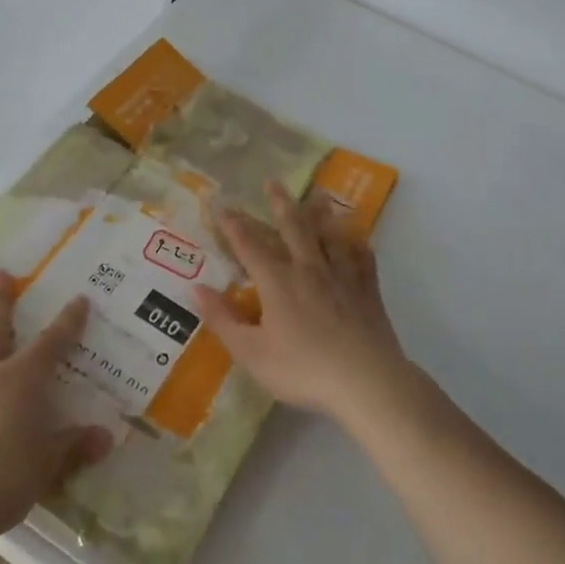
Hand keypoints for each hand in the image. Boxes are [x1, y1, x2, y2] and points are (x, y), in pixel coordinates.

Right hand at [194, 181, 410, 429]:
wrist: (366, 381)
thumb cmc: (303, 369)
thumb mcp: (252, 353)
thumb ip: (222, 320)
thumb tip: (196, 289)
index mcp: (277, 282)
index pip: (249, 245)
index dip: (232, 224)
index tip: (220, 203)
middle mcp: (309, 269)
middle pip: (293, 228)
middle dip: (279, 204)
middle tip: (273, 182)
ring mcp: (342, 276)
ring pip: (330, 236)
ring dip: (321, 214)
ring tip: (317, 196)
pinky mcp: (368, 290)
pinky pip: (363, 258)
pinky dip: (357, 244)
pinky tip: (358, 239)